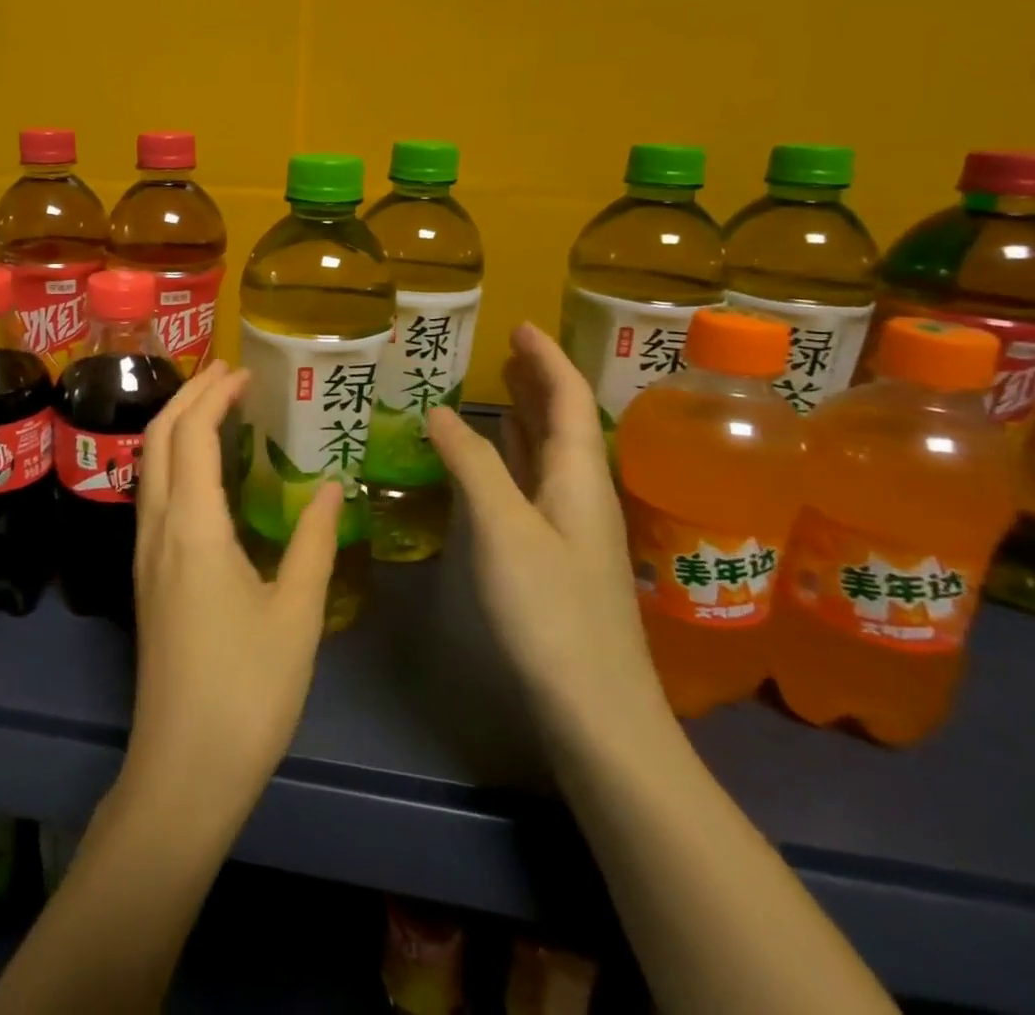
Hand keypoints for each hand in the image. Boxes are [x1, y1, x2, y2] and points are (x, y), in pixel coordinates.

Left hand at [122, 360, 342, 825]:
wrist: (183, 767)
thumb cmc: (247, 691)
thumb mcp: (296, 615)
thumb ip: (314, 542)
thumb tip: (334, 488)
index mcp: (193, 527)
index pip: (191, 434)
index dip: (214, 394)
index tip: (246, 372)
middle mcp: (157, 527)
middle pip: (158, 437)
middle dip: (188, 395)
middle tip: (229, 374)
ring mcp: (144, 551)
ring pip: (149, 464)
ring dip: (177, 425)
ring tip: (218, 408)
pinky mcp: (145, 575)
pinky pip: (154, 493)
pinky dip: (174, 460)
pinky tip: (206, 472)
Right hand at [426, 323, 669, 749]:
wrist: (596, 709)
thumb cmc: (551, 611)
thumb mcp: (504, 529)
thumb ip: (473, 464)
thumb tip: (438, 410)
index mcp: (581, 478)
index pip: (569, 400)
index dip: (546, 360)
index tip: (520, 327)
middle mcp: (584, 495)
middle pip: (564, 423)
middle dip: (538, 383)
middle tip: (505, 352)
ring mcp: (573, 528)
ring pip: (550, 455)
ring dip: (527, 418)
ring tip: (498, 391)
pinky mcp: (556, 555)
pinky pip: (535, 485)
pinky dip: (514, 458)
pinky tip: (497, 461)